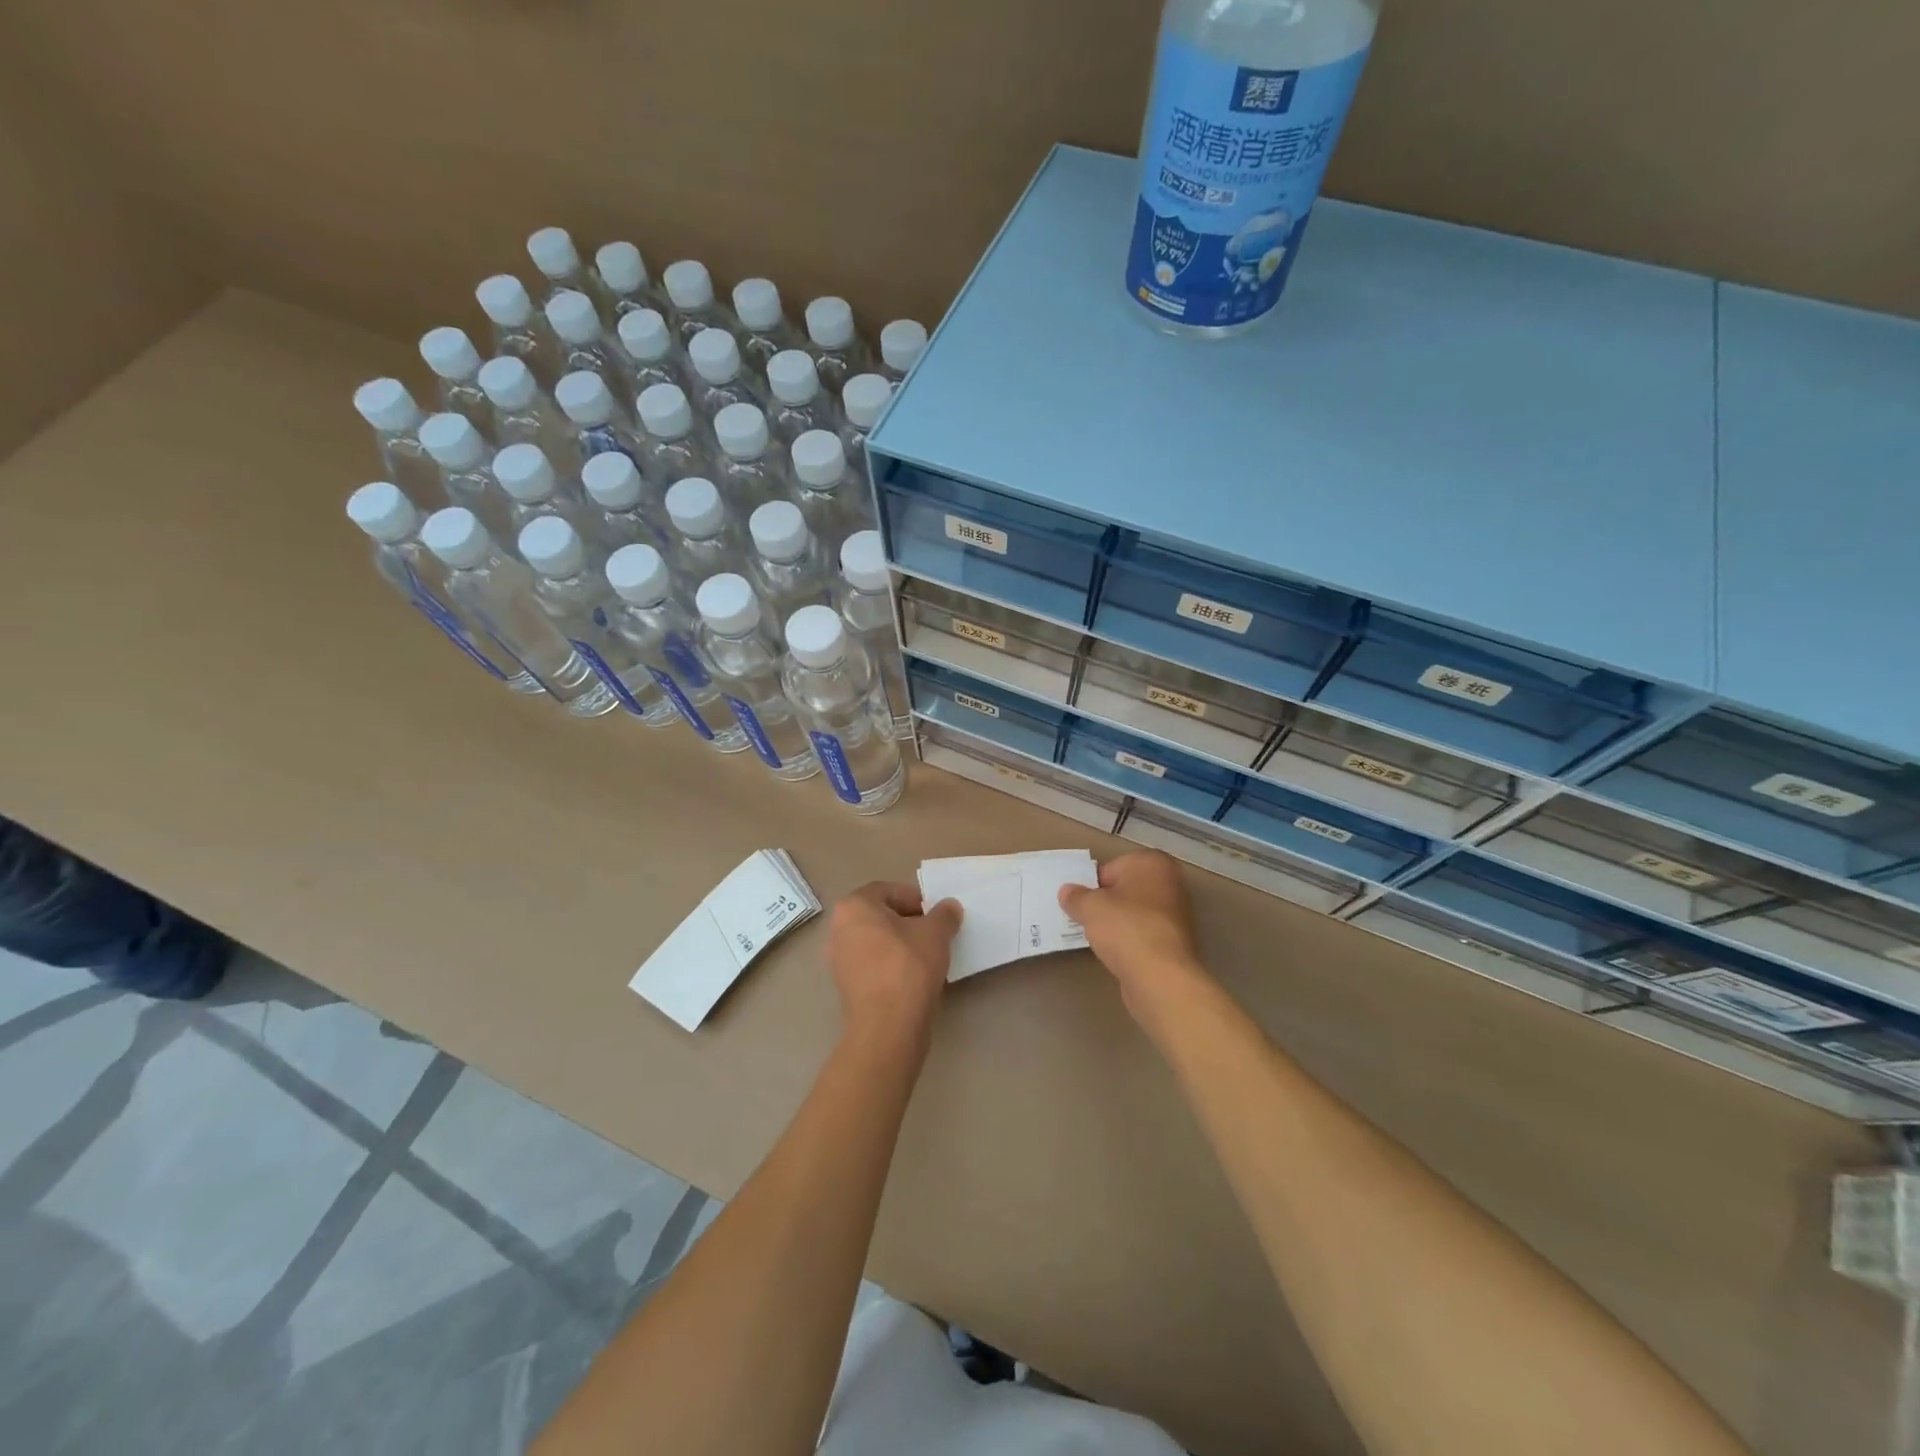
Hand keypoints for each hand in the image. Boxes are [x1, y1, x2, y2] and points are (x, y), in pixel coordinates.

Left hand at [827, 882, 962, 1061]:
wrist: (888, 1025)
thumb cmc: (909, 966)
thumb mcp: (936, 932)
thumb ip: (944, 914)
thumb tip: (949, 907)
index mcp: (854, 906)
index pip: (889, 890)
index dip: (916, 899)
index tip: (937, 914)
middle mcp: (838, 929)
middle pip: (880, 916)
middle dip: (908, 921)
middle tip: (934, 933)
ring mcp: (838, 960)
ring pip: (876, 942)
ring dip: (900, 944)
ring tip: (927, 955)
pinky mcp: (846, 987)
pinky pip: (872, 965)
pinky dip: (891, 965)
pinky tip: (913, 977)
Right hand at [1059, 851, 1208, 1026]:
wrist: (1160, 977)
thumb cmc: (1125, 928)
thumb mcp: (1090, 907)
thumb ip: (1075, 896)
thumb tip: (1067, 891)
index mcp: (1152, 863)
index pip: (1112, 867)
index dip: (1091, 884)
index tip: (1078, 901)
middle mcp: (1171, 883)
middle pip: (1126, 889)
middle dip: (1106, 902)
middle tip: (1083, 917)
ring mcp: (1177, 914)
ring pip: (1135, 913)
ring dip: (1117, 922)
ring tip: (1096, 937)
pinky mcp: (1175, 942)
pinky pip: (1143, 934)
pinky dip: (1129, 940)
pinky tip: (1114, 952)